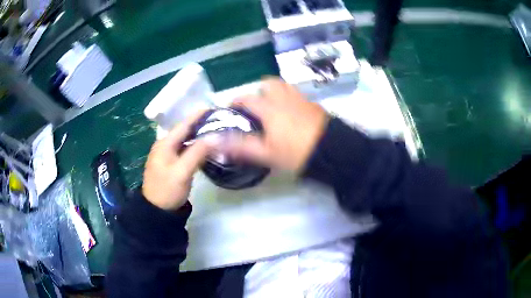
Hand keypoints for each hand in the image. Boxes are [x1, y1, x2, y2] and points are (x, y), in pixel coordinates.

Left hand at [142, 111, 212, 209]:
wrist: (157, 211)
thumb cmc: (167, 190)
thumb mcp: (182, 172)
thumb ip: (197, 152)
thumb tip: (215, 136)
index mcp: (164, 144)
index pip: (183, 125)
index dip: (198, 116)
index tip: (214, 108)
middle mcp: (164, 145)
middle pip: (184, 131)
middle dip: (200, 124)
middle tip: (219, 121)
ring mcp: (167, 155)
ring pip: (185, 140)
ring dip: (199, 135)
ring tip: (216, 131)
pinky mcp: (171, 163)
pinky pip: (185, 150)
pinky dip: (196, 146)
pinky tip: (206, 147)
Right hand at [229, 77, 328, 172]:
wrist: (331, 151)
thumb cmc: (295, 152)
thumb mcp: (266, 153)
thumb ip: (240, 146)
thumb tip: (214, 141)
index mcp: (270, 108)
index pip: (247, 98)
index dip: (236, 102)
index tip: (231, 110)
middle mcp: (284, 98)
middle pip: (269, 83)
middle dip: (259, 91)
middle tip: (257, 107)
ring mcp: (301, 99)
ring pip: (284, 86)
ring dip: (275, 92)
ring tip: (273, 108)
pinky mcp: (313, 104)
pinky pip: (297, 95)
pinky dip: (290, 99)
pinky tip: (292, 115)